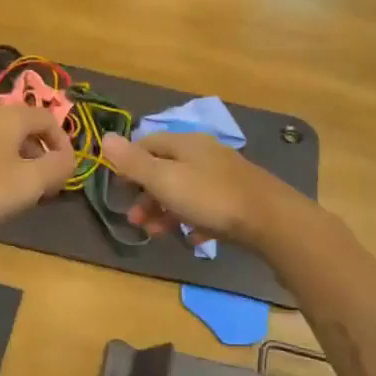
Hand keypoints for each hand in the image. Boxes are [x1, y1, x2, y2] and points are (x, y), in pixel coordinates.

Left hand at [0, 102, 76, 243]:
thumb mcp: (31, 181)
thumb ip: (59, 166)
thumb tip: (69, 159)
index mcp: (11, 115)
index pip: (51, 120)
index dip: (64, 146)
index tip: (64, 176)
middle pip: (30, 129)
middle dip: (43, 156)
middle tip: (45, 188)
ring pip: (9, 142)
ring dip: (24, 164)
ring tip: (23, 194)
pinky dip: (2, 168)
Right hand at [99, 131, 305, 251]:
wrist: (270, 220)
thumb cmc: (211, 198)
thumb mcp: (165, 180)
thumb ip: (134, 162)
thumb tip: (105, 137)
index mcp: (185, 144)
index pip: (147, 143)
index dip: (128, 163)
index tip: (118, 188)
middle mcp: (205, 154)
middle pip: (166, 169)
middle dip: (146, 194)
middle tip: (135, 220)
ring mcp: (224, 176)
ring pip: (186, 190)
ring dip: (166, 211)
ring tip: (157, 234)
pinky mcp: (239, 199)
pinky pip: (208, 208)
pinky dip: (194, 221)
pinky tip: (193, 238)